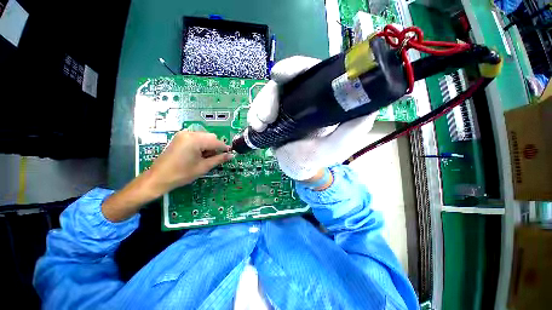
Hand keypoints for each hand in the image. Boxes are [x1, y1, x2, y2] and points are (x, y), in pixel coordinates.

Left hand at [149, 131, 232, 192]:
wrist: (158, 178)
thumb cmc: (182, 174)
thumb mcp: (203, 167)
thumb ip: (219, 159)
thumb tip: (231, 155)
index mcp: (195, 140)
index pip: (216, 142)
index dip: (224, 148)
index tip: (229, 154)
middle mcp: (189, 133)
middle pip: (211, 137)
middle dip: (215, 147)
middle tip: (214, 158)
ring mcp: (183, 134)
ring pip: (204, 136)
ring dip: (209, 145)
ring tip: (205, 157)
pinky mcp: (180, 137)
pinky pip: (196, 137)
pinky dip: (201, 144)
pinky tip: (198, 154)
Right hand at [247, 56, 376, 180]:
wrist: (297, 167)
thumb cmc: (317, 158)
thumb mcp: (337, 148)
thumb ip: (351, 131)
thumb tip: (367, 106)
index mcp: (322, 99)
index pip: (312, 73)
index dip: (296, 68)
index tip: (280, 75)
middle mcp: (304, 97)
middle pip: (285, 82)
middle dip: (271, 95)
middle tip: (266, 116)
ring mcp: (286, 105)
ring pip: (269, 95)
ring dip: (260, 108)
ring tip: (260, 126)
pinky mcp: (274, 115)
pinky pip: (260, 109)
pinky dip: (255, 116)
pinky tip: (256, 128)